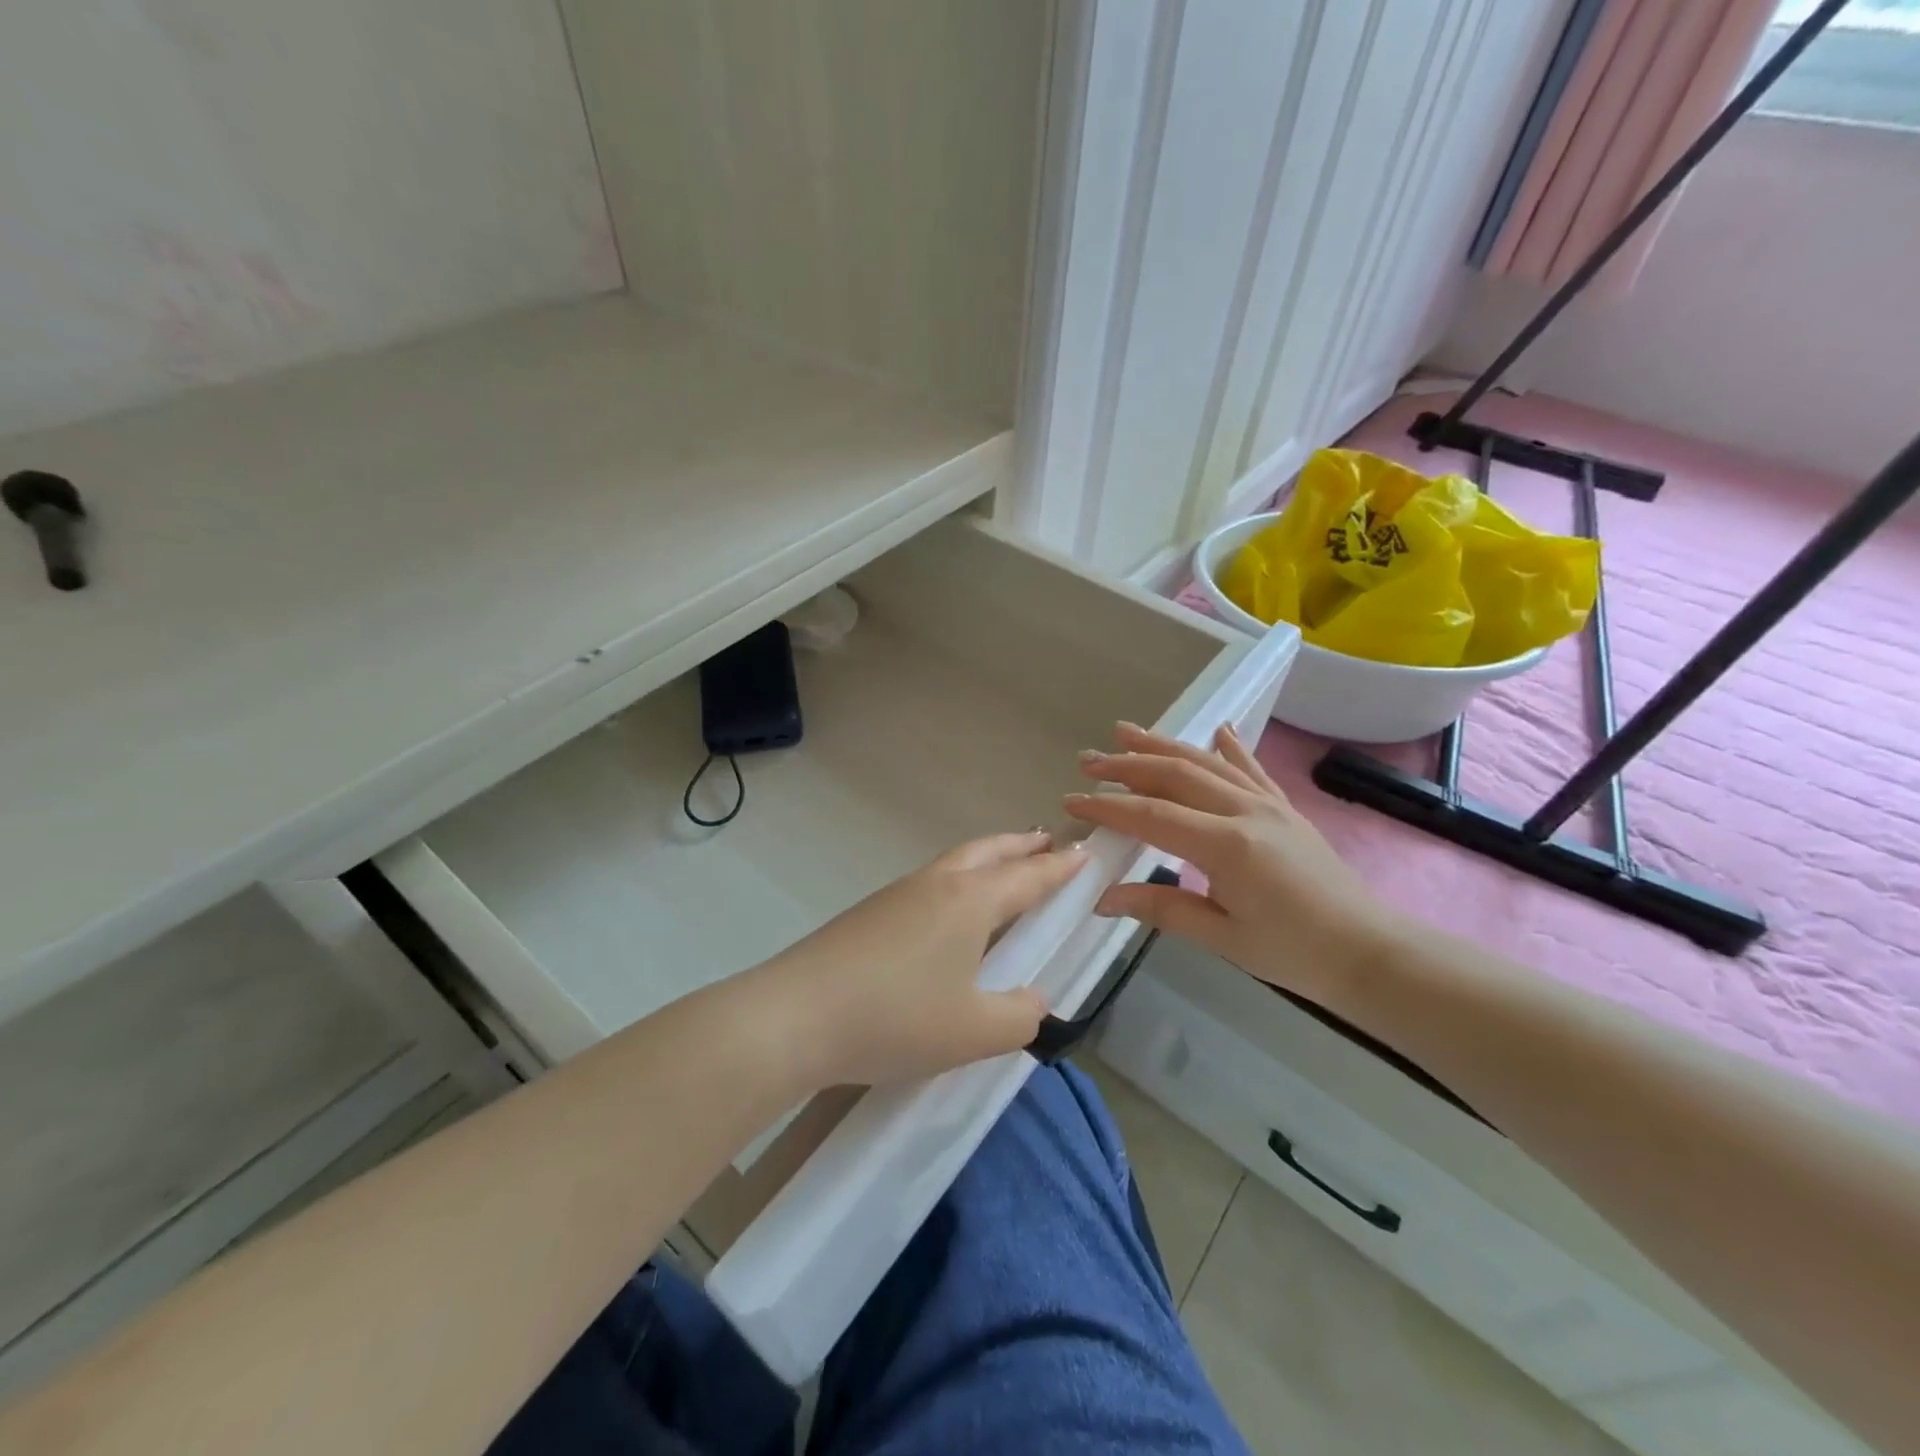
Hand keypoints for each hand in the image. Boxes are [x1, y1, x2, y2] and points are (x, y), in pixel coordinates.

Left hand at [757, 831, 1084, 1087]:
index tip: (1083, 850)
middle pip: (988, 852)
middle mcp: (936, 885)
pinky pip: (929, 884)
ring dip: (987, 859)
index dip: (1059, 867)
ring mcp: (897, 894)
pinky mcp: (869, 913)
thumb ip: (1018, 1016)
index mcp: (970, 901)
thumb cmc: (896, 1019)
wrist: (796, 1015)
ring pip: (954, 863)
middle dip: (1021, 846)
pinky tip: (949, 912)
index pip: (1028, 876)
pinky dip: (957, 881)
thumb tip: (1034, 1000)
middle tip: (1047, 841)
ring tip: (1004, 868)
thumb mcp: (973, 1032)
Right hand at [1064, 722, 1403, 1011]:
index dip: (1109, 806)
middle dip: (1127, 765)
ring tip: (1127, 731)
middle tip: (1088, 760)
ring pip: (1207, 762)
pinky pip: (1251, 769)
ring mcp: (1268, 805)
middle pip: (1175, 775)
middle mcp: (1245, 811)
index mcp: (1227, 845)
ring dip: (1164, 744)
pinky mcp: (1285, 809)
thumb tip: (1103, 899)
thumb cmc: (1295, 953)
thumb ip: (1162, 909)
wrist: (1370, 952)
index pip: (1153, 815)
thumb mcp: (1223, 937)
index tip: (1072, 801)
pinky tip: (1217, 729)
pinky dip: (1229, 747)